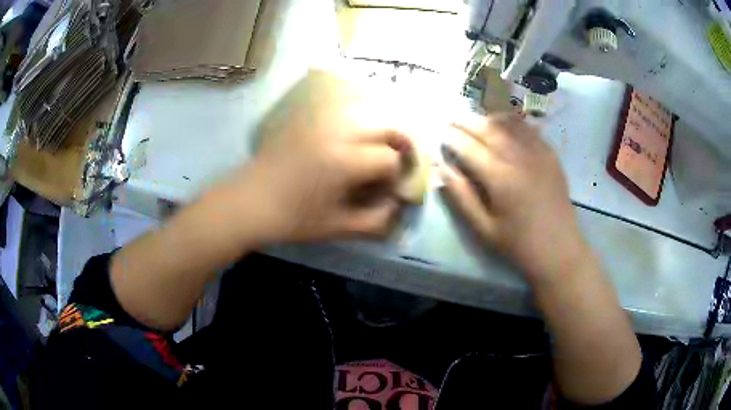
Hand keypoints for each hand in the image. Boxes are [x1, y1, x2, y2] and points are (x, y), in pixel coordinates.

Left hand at [238, 70, 409, 243]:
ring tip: (380, 146)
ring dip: (382, 127)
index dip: (397, 176)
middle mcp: (339, 132)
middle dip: (402, 143)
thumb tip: (398, 209)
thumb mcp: (337, 227)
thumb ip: (376, 221)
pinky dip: (359, 114)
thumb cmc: (292, 218)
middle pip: (387, 125)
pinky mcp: (308, 117)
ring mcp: (322, 120)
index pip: (390, 160)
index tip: (389, 190)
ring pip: (367, 110)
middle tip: (399, 161)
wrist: (248, 202)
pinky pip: (342, 106)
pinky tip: (355, 133)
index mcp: (346, 160)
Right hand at [441, 113, 587, 281]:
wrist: (559, 249)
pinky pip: (529, 129)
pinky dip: (513, 121)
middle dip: (467, 122)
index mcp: (500, 178)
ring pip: (509, 123)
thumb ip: (461, 197)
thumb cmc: (519, 244)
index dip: (452, 139)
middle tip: (452, 119)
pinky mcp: (550, 155)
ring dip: (489, 117)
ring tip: (476, 119)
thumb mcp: (484, 229)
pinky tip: (505, 121)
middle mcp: (519, 158)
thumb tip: (442, 169)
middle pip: (488, 129)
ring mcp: (538, 153)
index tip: (440, 134)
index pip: (469, 148)